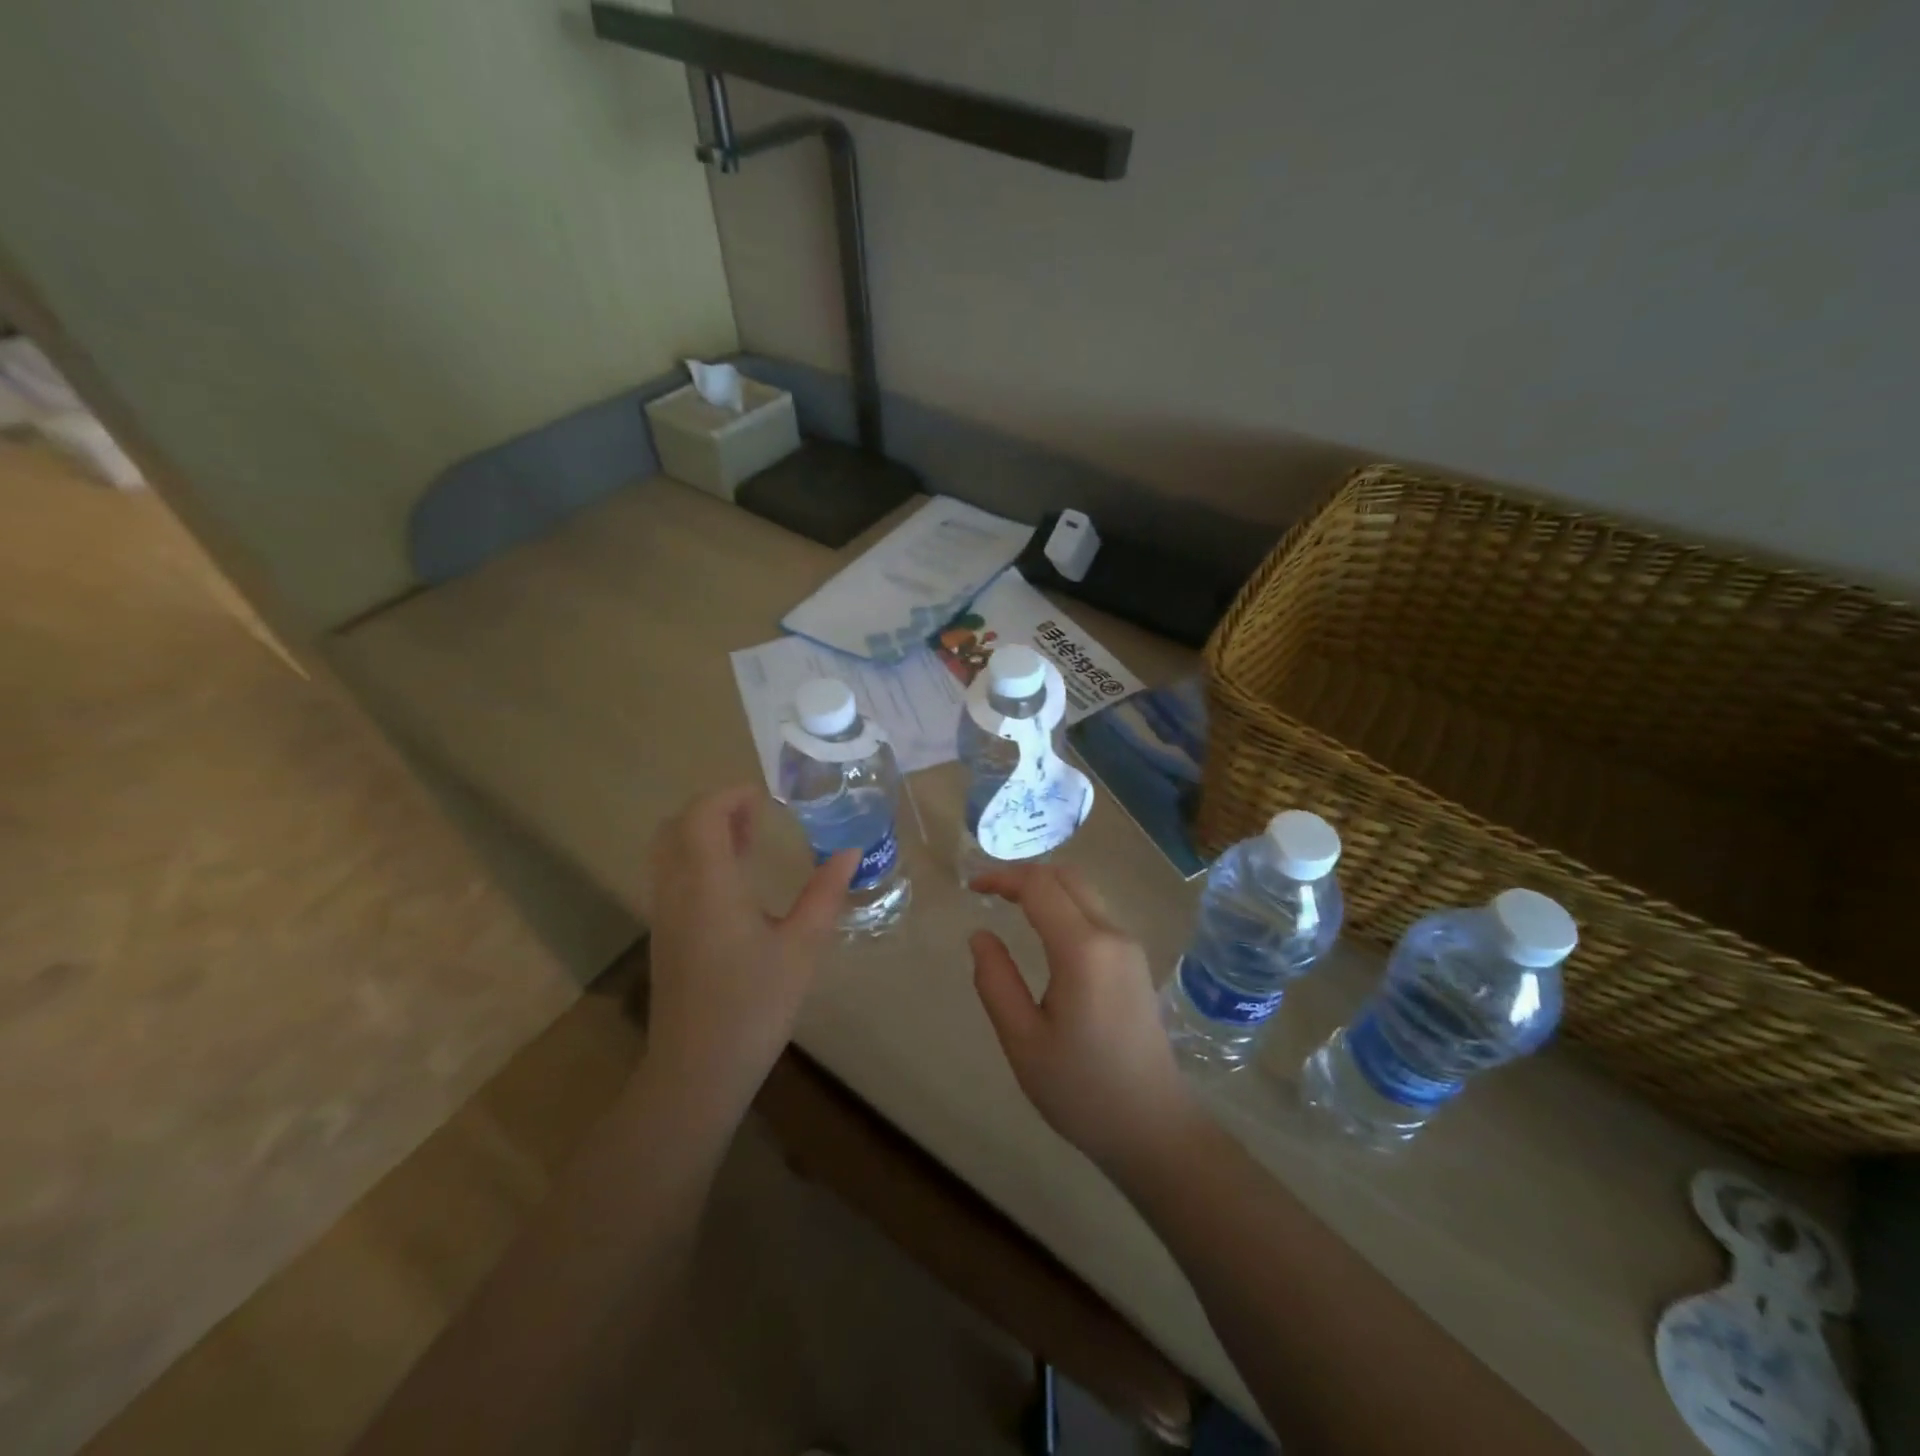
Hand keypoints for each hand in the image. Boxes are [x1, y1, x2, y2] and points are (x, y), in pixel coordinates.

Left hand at [642, 784, 856, 1108]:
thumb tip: (849, 853)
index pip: (702, 815)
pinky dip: (696, 860)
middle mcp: (677, 891)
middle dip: (714, 810)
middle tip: (757, 816)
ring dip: (703, 835)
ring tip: (749, 843)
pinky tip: (734, 886)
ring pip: (669, 852)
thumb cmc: (754, 1004)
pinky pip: (671, 877)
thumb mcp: (802, 947)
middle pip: (677, 826)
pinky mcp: (663, 937)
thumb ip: (825, 895)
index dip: (729, 795)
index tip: (765, 797)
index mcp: (709, 885)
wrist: (697, 1071)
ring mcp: (664, 915)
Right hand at [969, 864, 1200, 1175]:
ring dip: (1047, 887)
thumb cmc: (1081, 1089)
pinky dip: (1065, 905)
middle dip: (1025, 874)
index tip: (971, 887)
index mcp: (1083, 950)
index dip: (1002, 877)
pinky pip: (1097, 913)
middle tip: (989, 891)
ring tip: (1010, 904)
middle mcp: (1112, 935)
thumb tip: (980, 936)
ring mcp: (1130, 947)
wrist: (1153, 1127)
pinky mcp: (1136, 962)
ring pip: (1085, 892)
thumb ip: (996, 981)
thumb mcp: (1023, 1040)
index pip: (1039, 886)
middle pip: (1067, 877)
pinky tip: (1044, 929)